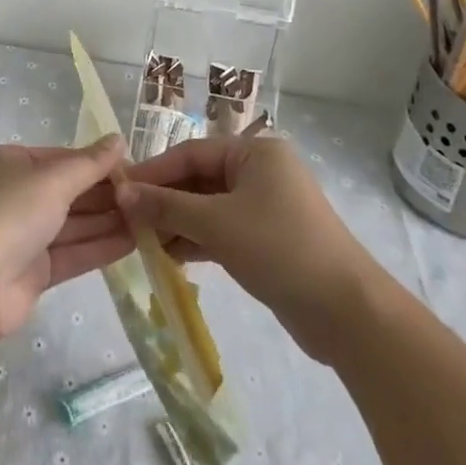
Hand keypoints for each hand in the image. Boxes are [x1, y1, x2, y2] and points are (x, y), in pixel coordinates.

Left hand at [0, 136, 132, 342]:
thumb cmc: (10, 212)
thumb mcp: (53, 178)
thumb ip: (90, 163)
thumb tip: (119, 139)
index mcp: (9, 163)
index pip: (60, 158)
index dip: (96, 163)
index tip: (134, 168)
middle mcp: (13, 195)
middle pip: (67, 192)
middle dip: (105, 195)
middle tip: (149, 196)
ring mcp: (21, 235)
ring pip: (71, 224)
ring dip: (108, 222)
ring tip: (151, 219)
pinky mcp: (31, 272)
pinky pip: (71, 253)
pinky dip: (99, 247)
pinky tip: (134, 242)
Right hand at [117, 135, 368, 358]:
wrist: (347, 313)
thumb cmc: (279, 248)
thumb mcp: (215, 223)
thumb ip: (166, 205)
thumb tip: (121, 192)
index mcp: (255, 151)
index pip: (190, 153)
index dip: (153, 172)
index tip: (118, 191)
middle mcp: (261, 171)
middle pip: (199, 179)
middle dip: (164, 200)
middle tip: (126, 220)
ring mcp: (267, 207)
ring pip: (209, 207)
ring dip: (177, 223)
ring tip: (141, 241)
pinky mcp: (269, 240)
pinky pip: (222, 230)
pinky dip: (197, 240)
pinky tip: (169, 256)